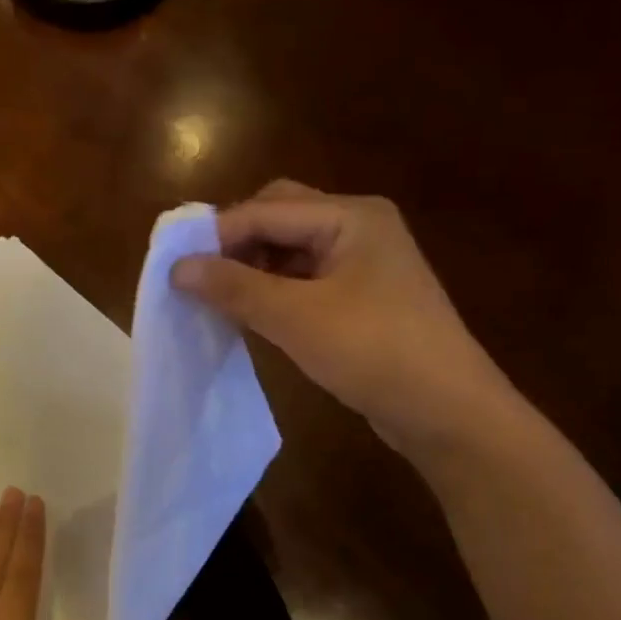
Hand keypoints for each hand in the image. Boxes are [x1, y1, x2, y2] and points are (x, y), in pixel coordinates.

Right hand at [171, 180, 523, 463]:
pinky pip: (306, 280)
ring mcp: (364, 264)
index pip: (266, 209)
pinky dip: (275, 291)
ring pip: (291, 250)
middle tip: (200, 279)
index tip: (174, 267)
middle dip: (236, 244)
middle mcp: (359, 227)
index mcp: (350, 216)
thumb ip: (234, 287)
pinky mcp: (364, 298)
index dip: (217, 235)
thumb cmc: (373, 351)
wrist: (446, 410)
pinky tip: (253, 316)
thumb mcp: (296, 317)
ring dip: (253, 269)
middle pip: (280, 218)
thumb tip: (177, 267)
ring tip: (218, 300)